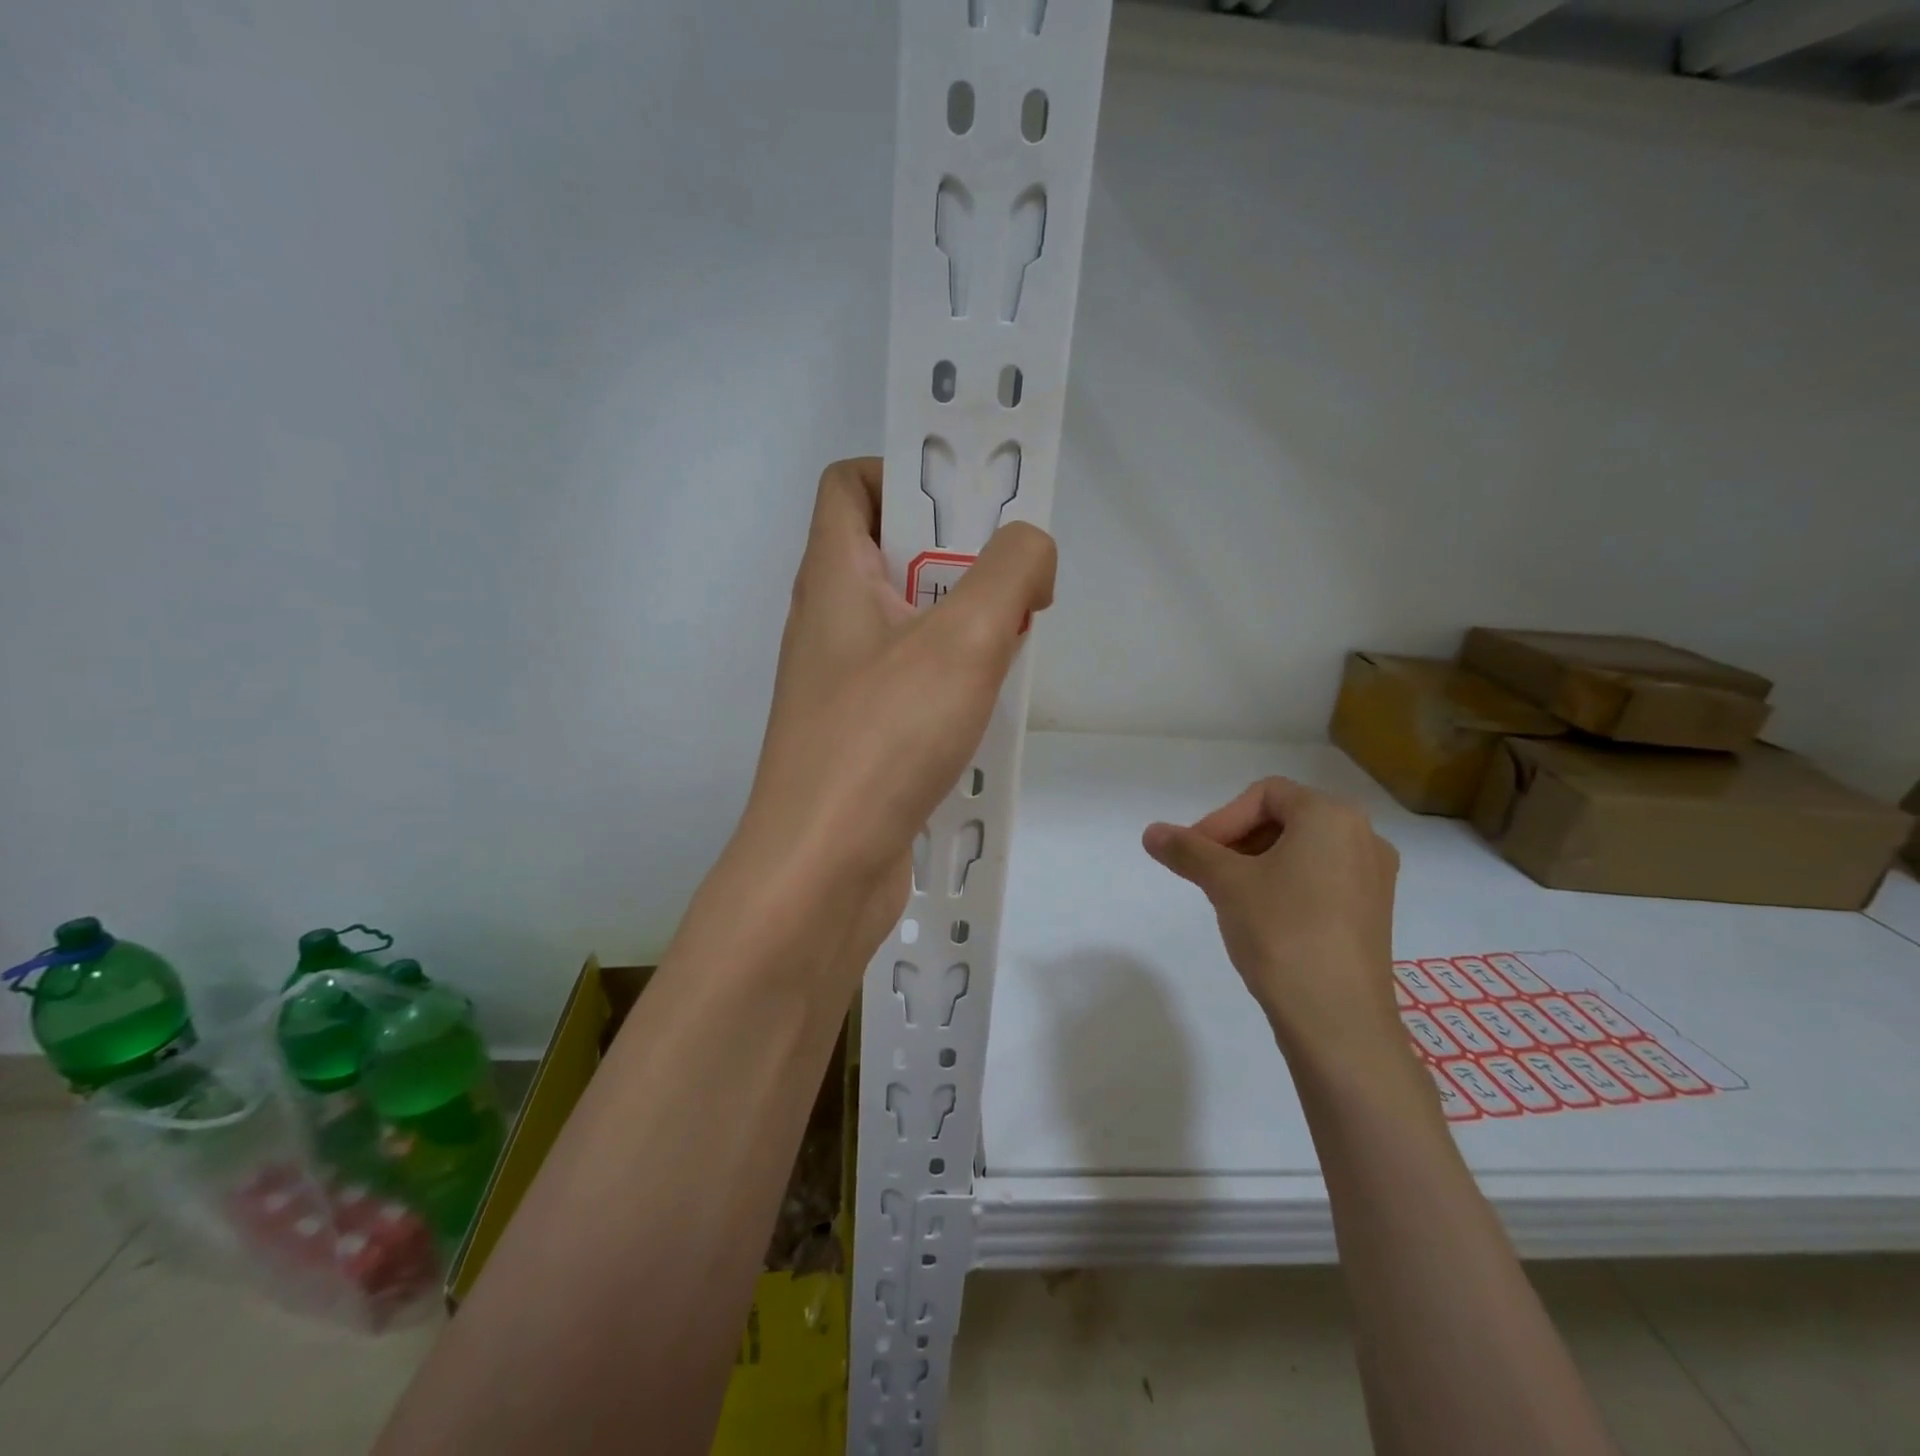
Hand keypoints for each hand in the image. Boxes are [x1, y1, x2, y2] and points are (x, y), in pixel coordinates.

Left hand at [731, 458, 1055, 972]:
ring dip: (960, 624)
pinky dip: (949, 679)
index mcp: (831, 577)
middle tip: (1011, 587)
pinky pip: (908, 681)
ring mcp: (838, 684)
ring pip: (905, 623)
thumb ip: (1012, 570)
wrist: (822, 869)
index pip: (850, 483)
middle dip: (955, 557)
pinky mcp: (857, 734)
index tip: (969, 512)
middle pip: (887, 553)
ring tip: (1009, 647)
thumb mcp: (966, 637)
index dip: (906, 475)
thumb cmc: (885, 738)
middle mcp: (826, 623)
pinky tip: (984, 707)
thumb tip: (1031, 557)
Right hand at [1143, 778, 1400, 1064]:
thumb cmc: (1282, 932)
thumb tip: (1151, 832)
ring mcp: (1374, 877)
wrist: (1338, 1020)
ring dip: (1258, 863)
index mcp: (1332, 816)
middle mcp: (1363, 836)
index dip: (1221, 818)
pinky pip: (1322, 880)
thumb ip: (1187, 850)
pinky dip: (1287, 885)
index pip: (1265, 794)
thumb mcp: (1225, 883)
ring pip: (1303, 851)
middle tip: (1207, 873)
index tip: (1195, 854)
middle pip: (1286, 819)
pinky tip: (1264, 919)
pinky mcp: (1373, 913)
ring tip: (1230, 897)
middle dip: (1238, 840)